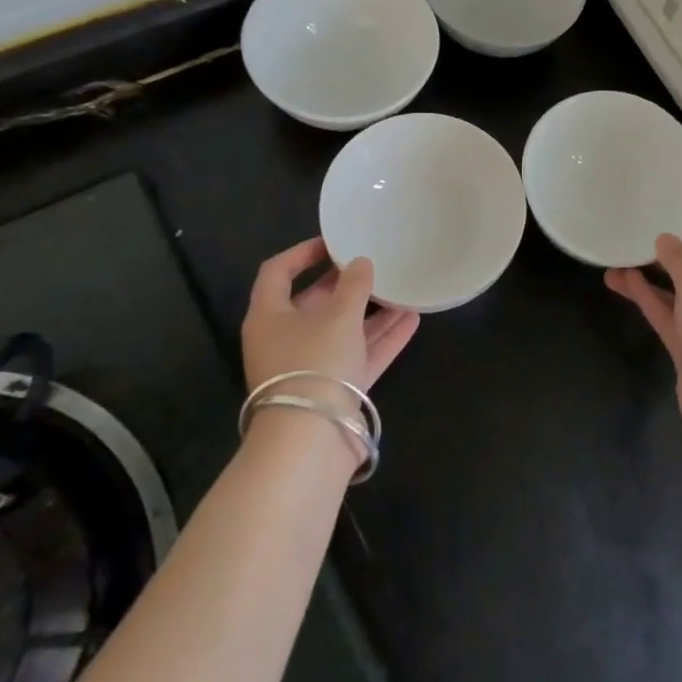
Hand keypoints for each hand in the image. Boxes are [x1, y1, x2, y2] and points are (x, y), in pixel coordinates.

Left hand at [240, 238, 419, 394]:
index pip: (277, 272)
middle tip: (374, 265)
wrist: (311, 440)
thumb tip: (360, 263)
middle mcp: (285, 339)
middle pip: (314, 303)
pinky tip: (412, 321)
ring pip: (342, 331)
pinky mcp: (334, 390)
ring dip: (371, 312)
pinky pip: (359, 356)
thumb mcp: (338, 315)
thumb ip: (354, 284)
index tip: (334, 242)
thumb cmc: (315, 362)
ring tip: (402, 291)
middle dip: (345, 284)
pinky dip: (382, 339)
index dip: (303, 253)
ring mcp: (310, 367)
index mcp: (269, 316)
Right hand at [605, 214, 681, 440]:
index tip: (681, 212)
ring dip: (650, 276)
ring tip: (619, 257)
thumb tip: (665, 239)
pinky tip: (621, 281)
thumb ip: (678, 257)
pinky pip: (666, 314)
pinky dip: (646, 298)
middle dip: (671, 252)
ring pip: (676, 292)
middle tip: (642, 234)